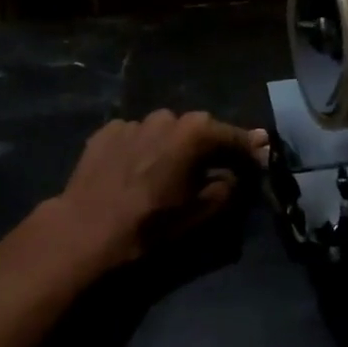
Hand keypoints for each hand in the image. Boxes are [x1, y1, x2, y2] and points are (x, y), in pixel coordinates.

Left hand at [53, 109, 267, 270]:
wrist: (87, 229)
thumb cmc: (151, 224)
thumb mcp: (202, 212)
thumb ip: (228, 186)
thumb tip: (235, 173)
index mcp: (194, 133)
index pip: (233, 136)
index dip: (249, 150)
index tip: (260, 158)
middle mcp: (166, 117)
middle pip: (197, 129)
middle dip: (208, 147)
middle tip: (213, 168)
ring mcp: (132, 122)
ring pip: (164, 132)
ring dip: (172, 146)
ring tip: (169, 171)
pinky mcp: (106, 132)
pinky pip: (136, 138)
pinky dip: (143, 149)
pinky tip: (136, 171)